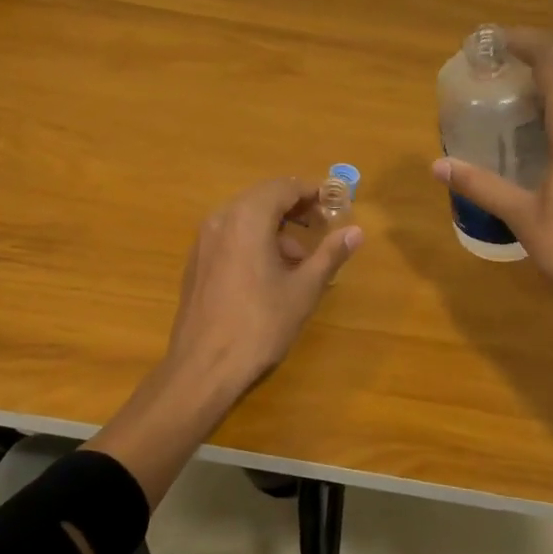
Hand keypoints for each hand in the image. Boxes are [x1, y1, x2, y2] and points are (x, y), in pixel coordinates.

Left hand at [162, 176, 364, 403]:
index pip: (284, 187)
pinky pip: (230, 235)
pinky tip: (270, 273)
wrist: (203, 366)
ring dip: (274, 227)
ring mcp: (203, 240)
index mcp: (247, 217)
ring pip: (244, 217)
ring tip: (300, 259)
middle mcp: (221, 218)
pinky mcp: (196, 261)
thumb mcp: (303, 289)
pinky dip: (253, 240)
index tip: (336, 202)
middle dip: (294, 207)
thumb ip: (330, 254)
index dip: (312, 191)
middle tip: (321, 224)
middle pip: (262, 197)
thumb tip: (356, 232)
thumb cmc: (260, 324)